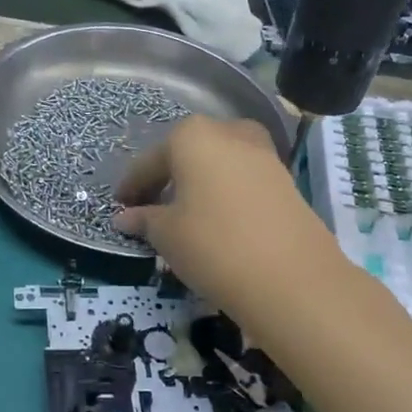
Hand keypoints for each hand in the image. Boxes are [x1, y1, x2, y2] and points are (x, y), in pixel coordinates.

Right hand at [113, 116, 342, 319]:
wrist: (292, 277)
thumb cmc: (213, 245)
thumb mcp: (167, 235)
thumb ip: (144, 220)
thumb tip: (126, 218)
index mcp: (192, 136)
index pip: (150, 161)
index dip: (132, 186)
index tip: (120, 206)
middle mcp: (230, 133)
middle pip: (188, 153)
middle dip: (168, 178)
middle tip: (151, 207)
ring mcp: (263, 154)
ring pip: (219, 164)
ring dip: (199, 184)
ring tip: (185, 215)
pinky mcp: (286, 181)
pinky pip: (243, 180)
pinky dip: (225, 194)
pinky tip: (218, 221)